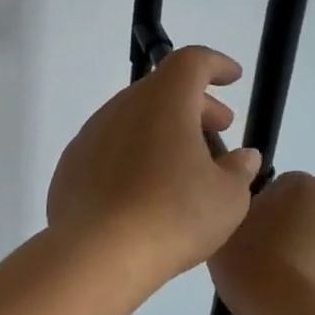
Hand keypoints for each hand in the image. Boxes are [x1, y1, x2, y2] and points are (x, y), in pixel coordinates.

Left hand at [46, 46, 263, 293]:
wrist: (96, 253)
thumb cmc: (172, 216)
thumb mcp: (227, 197)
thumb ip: (238, 170)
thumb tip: (242, 157)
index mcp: (163, 102)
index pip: (191, 61)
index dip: (215, 65)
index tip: (233, 78)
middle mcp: (121, 108)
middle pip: (160, 90)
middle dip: (194, 104)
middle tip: (220, 129)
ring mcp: (90, 135)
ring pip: (133, 119)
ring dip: (162, 130)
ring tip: (186, 163)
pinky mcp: (71, 165)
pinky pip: (110, 148)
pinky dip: (133, 155)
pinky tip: (145, 189)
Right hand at [208, 171, 314, 314]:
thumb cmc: (260, 269)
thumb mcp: (225, 231)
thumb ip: (237, 212)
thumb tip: (253, 217)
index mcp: (306, 188)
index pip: (277, 187)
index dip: (257, 212)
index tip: (242, 238)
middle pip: (304, 219)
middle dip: (285, 238)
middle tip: (256, 266)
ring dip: (305, 268)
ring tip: (277, 298)